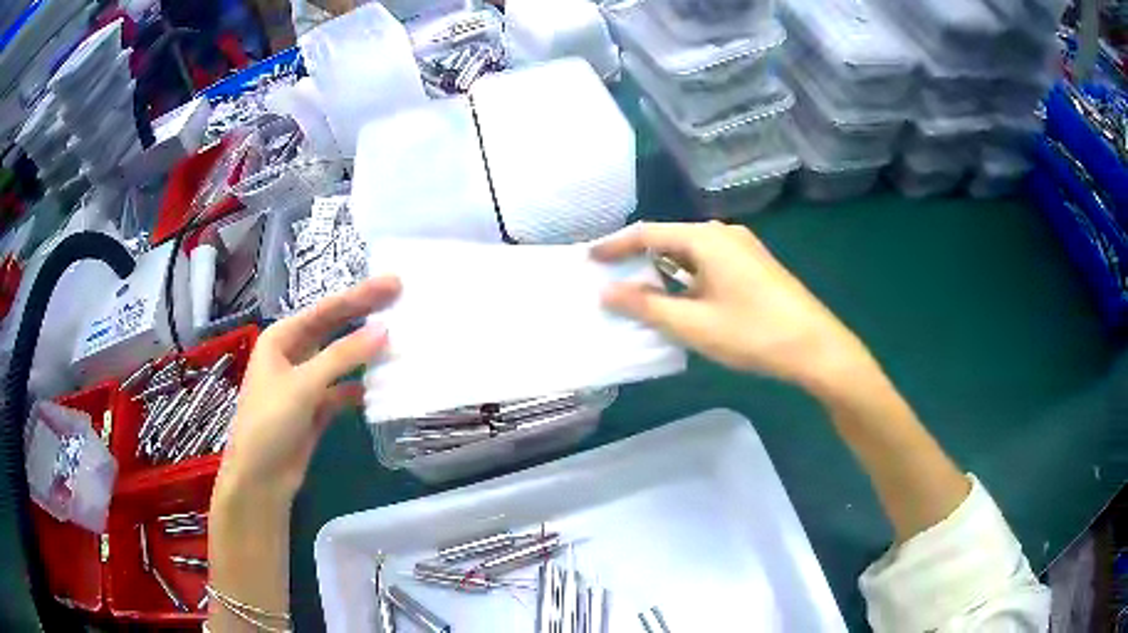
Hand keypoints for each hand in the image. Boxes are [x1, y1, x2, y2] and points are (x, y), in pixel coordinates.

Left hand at [215, 276, 400, 508]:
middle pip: (333, 329)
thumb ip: (342, 357)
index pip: (325, 310)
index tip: (393, 284)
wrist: (260, 479)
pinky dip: (361, 387)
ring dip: (365, 352)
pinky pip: (343, 390)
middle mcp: (293, 355)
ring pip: (340, 359)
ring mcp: (304, 383)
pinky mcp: (315, 409)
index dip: (360, 295)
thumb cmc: (269, 423)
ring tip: (398, 339)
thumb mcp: (302, 385)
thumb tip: (384, 331)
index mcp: (281, 338)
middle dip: (365, 314)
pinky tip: (382, 386)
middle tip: (401, 298)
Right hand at [592, 222, 871, 391]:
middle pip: (670, 239)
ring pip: (690, 253)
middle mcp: (724, 234)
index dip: (615, 245)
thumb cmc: (753, 333)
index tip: (589, 258)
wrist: (816, 347)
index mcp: (706, 238)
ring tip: (637, 290)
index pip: (648, 233)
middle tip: (610, 278)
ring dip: (663, 270)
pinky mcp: (754, 266)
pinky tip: (680, 298)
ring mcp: (743, 249)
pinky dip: (686, 277)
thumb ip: (647, 306)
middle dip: (638, 258)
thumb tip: (607, 292)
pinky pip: (709, 264)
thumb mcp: (694, 324)